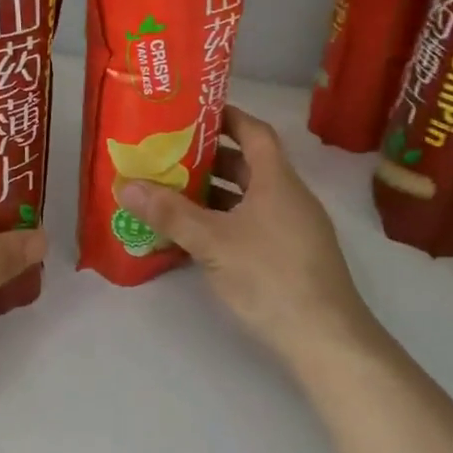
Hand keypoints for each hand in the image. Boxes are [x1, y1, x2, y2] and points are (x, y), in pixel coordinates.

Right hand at [117, 106, 375, 367]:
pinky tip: (197, 236)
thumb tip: (127, 185)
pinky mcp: (292, 256)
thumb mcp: (213, 242)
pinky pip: (253, 223)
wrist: (325, 338)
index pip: (254, 132)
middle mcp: (289, 197)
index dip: (227, 117)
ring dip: (215, 193)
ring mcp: (294, 228)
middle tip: (169, 155)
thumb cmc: (270, 277)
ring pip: (250, 198)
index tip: (193, 114)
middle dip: (210, 159)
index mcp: (277, 180)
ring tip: (173, 193)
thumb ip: (170, 213)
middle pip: (249, 165)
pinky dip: (225, 221)